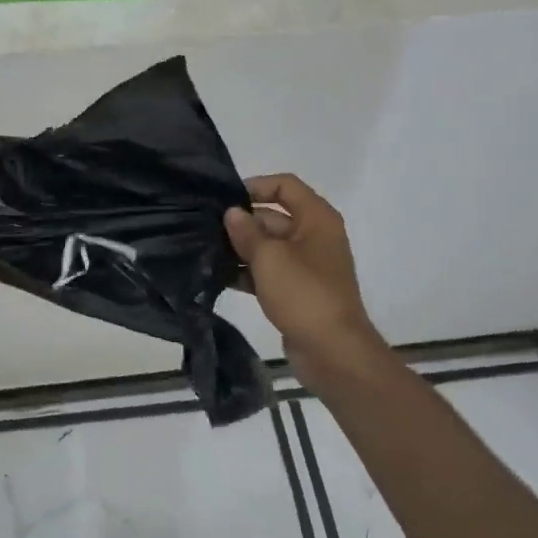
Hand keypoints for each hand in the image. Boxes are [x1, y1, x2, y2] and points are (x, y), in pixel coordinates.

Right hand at [224, 174, 387, 391]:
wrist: (333, 351)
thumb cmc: (304, 294)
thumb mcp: (270, 258)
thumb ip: (247, 232)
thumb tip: (232, 213)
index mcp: (316, 219)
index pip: (285, 186)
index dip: (255, 186)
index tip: (224, 200)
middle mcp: (314, 236)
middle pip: (273, 216)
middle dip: (242, 221)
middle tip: (204, 228)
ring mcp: (306, 265)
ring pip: (268, 246)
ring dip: (240, 248)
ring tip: (205, 251)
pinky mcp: (296, 290)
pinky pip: (268, 272)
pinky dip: (247, 272)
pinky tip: (219, 276)